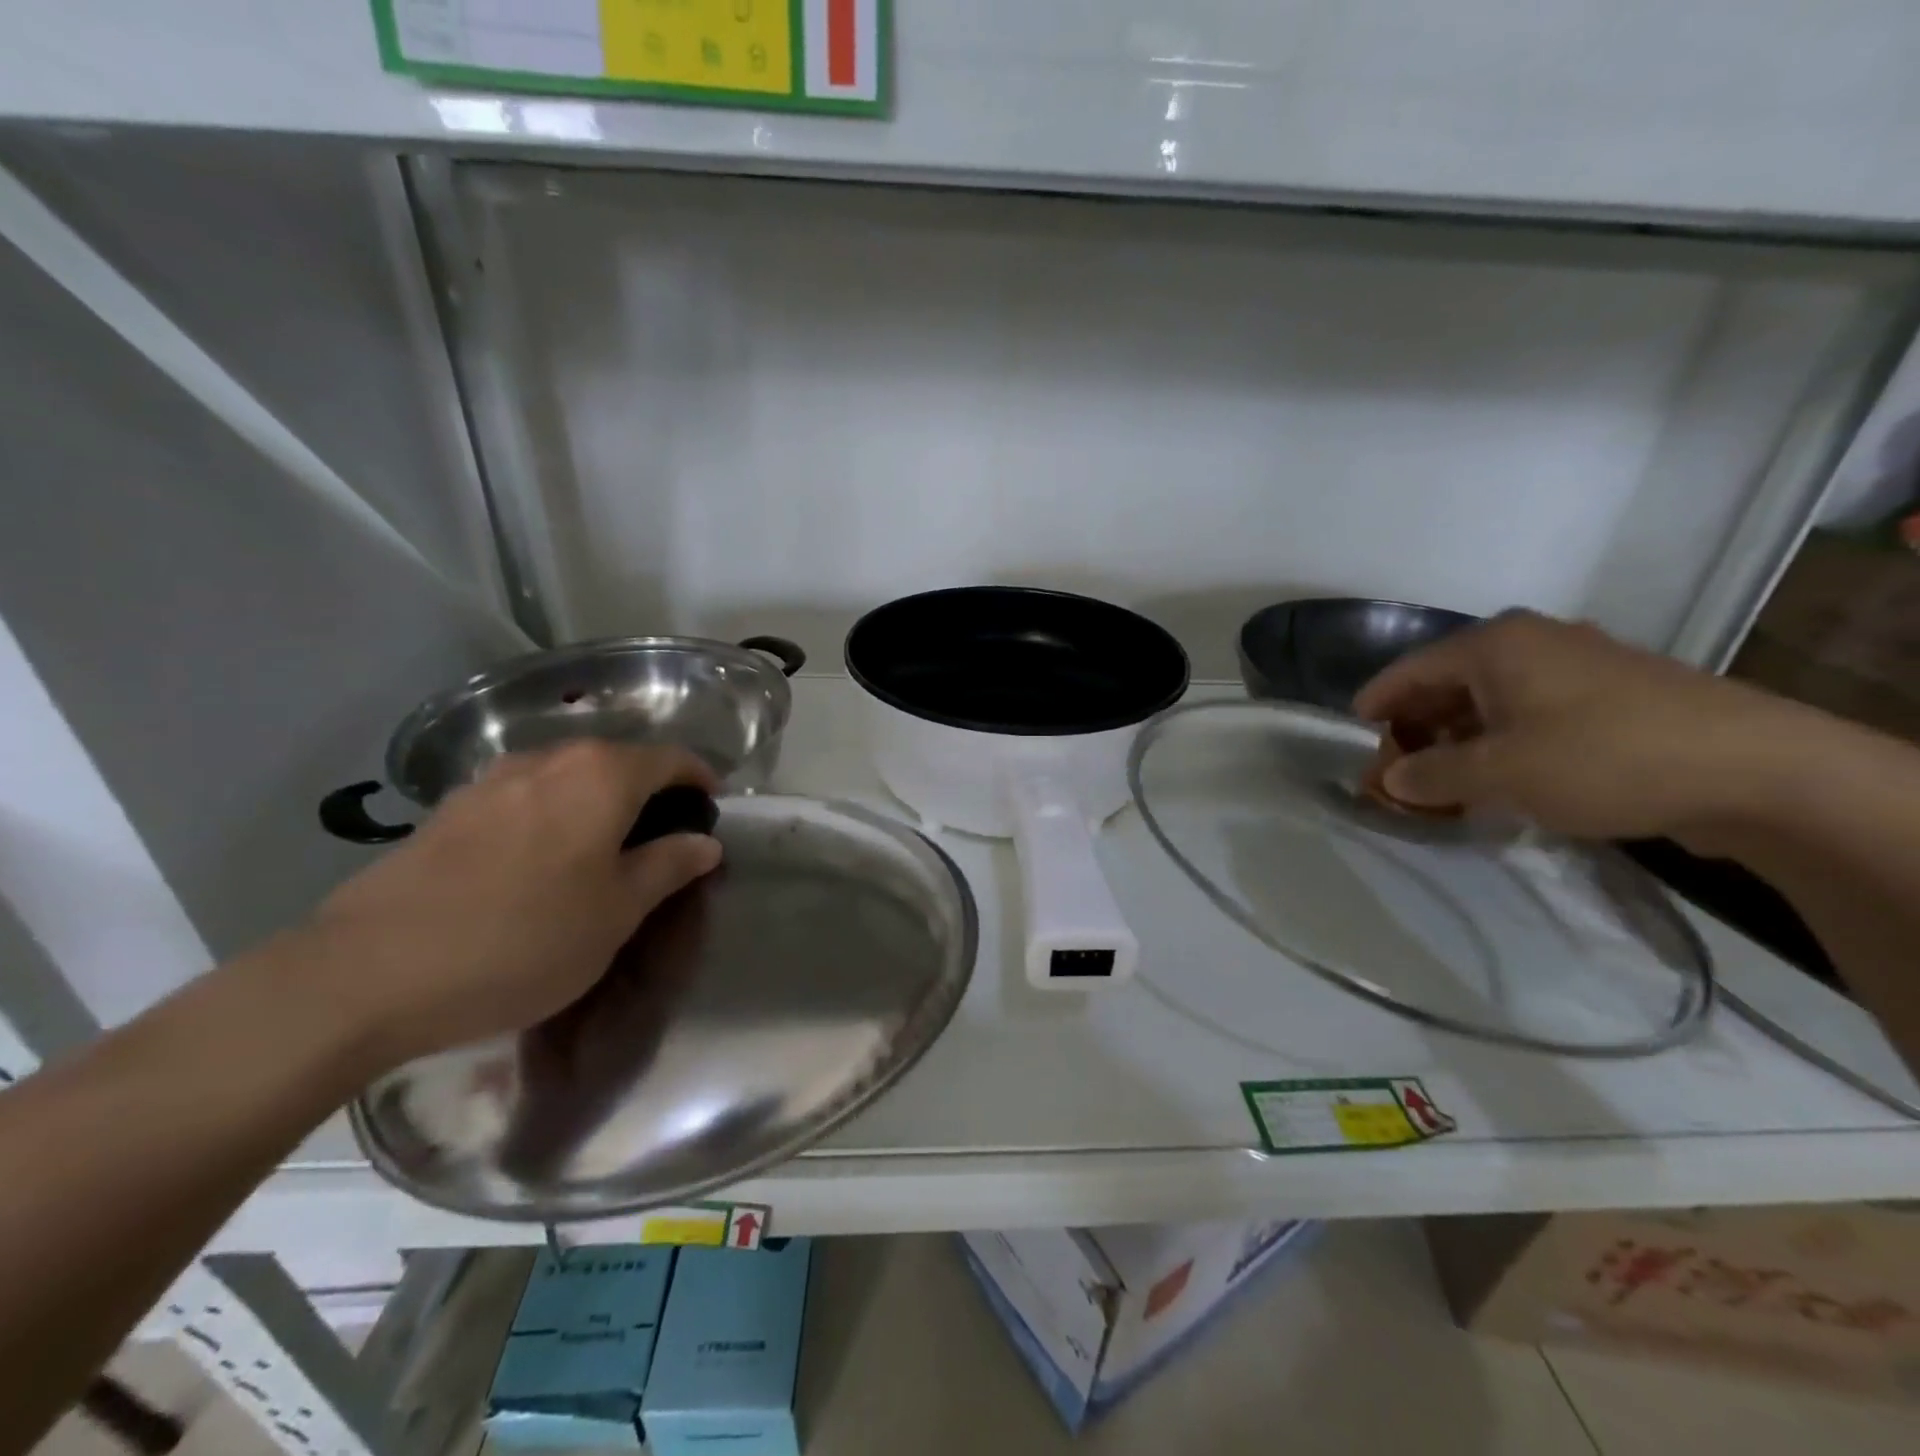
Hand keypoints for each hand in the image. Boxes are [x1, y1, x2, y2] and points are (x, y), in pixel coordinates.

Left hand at [301, 742, 721, 1068]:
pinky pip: (523, 796)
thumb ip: (668, 867)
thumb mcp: (617, 913)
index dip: (699, 780)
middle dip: (649, 790)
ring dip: (597, 801)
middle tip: (660, 839)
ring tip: (600, 851)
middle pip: (618, 760)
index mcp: (602, 776)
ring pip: (568, 776)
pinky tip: (537, 862)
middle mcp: (549, 760)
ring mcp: (492, 779)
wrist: (367, 974)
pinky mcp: (449, 808)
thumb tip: (704, 841)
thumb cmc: (523, 940)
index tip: (710, 812)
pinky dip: (550, 814)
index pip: (671, 759)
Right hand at [1352, 610, 1815, 847]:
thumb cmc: (1601, 757)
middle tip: (1395, 774)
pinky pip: (1530, 715)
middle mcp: (1531, 643)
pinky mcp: (1611, 696)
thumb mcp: (1498, 773)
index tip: (1352, 739)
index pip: (1407, 671)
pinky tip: (1499, 780)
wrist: (1756, 770)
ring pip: (1489, 702)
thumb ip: (1430, 775)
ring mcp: (1576, 667)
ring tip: (1441, 785)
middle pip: (1446, 685)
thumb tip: (1391, 780)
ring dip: (1457, 742)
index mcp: (1494, 645)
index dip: (1374, 707)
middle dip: (1414, 730)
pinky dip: (1501, 744)